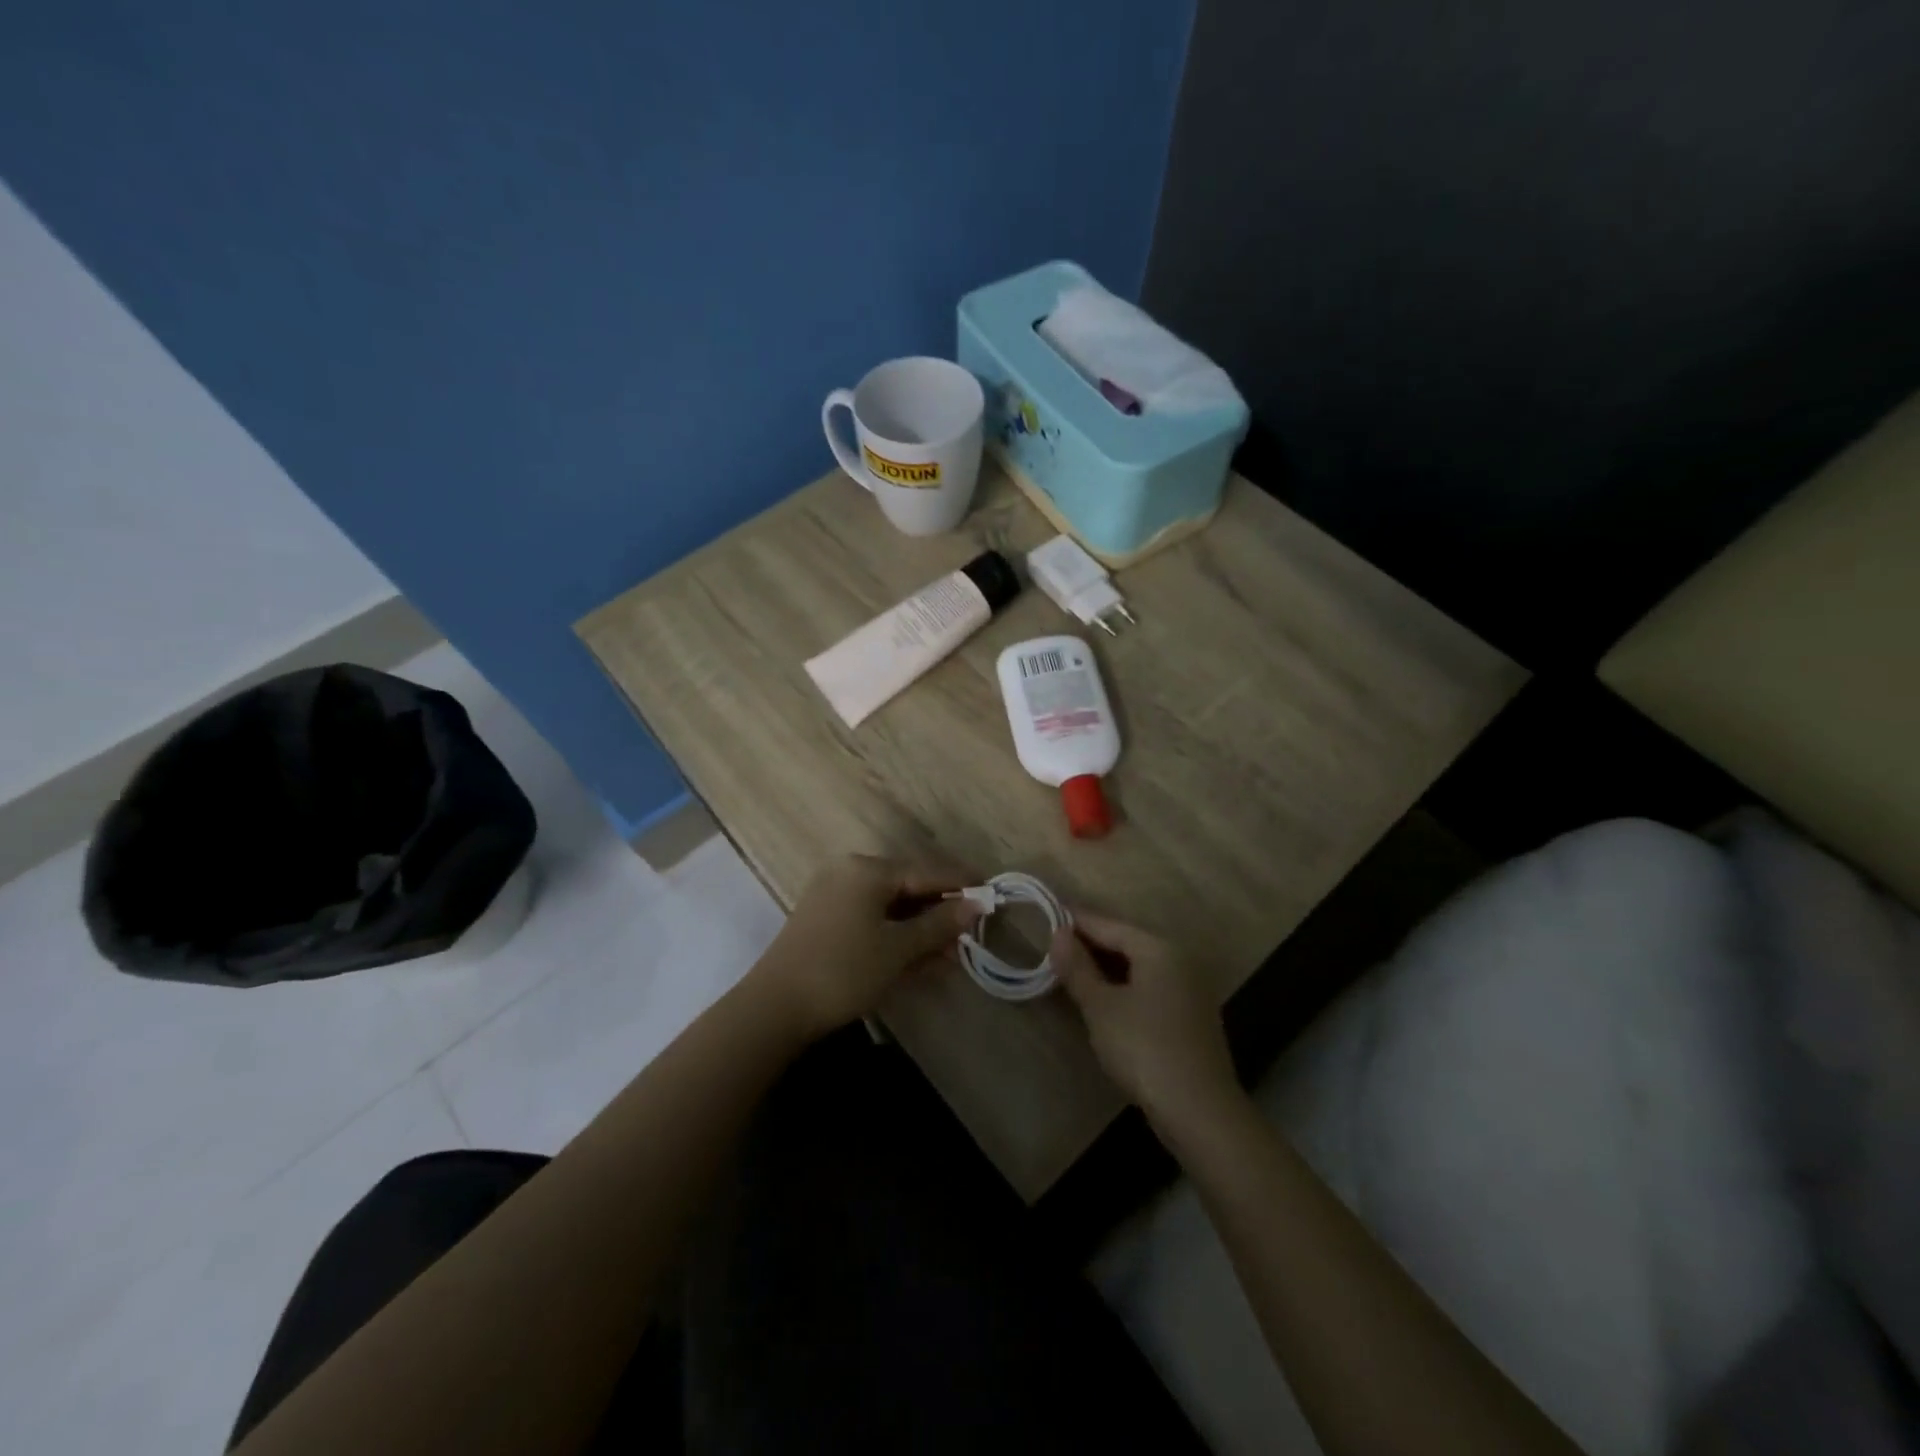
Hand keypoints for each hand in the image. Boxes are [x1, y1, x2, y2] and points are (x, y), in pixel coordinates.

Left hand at [753, 855, 982, 1040]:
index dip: (961, 883)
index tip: (992, 891)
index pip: (926, 870)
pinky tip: (919, 957)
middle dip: (941, 911)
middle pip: (908, 886)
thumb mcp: (898, 948)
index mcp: (867, 869)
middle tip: (973, 931)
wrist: (775, 1008)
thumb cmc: (844, 971)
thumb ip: (939, 924)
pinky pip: (872, 919)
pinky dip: (896, 935)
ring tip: (952, 952)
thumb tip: (976, 905)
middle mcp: (849, 873)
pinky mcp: (824, 920)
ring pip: (890, 906)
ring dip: (921, 928)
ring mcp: (834, 896)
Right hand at [1051, 911, 1241, 1134]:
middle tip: (1056, 944)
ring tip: (1073, 970)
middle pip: (1128, 942)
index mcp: (1159, 949)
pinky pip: (1151, 987)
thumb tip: (1058, 933)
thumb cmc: (1143, 1048)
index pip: (1110, 925)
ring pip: (1140, 966)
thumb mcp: (1101, 1007)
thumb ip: (1078, 968)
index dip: (1078, 921)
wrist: (1199, 1110)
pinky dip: (1125, 985)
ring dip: (1107, 966)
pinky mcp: (1191, 1017)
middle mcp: (1180, 960)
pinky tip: (1105, 999)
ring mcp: (1190, 990)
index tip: (1049, 915)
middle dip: (1092, 943)